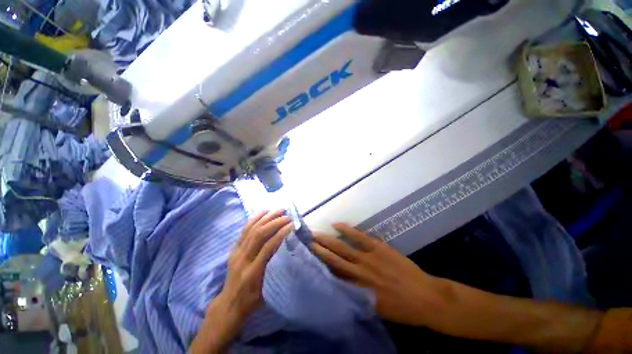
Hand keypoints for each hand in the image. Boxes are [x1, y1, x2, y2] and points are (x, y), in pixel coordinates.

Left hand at [191, 210, 292, 352]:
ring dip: (266, 217)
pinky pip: (244, 230)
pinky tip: (263, 212)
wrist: (228, 305)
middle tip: (287, 216)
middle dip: (274, 222)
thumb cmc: (251, 300)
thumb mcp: (266, 290)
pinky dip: (254, 219)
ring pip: (251, 229)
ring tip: (278, 210)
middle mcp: (242, 259)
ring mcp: (236, 252)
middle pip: (259, 234)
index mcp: (252, 272)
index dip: (281, 234)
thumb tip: (285, 247)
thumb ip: (273, 268)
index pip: (268, 247)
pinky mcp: (234, 248)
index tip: (292, 225)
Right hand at [311, 223, 438, 325]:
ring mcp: (367, 258)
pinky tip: (335, 224)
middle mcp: (357, 273)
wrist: (426, 298)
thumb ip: (355, 294)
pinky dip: (346, 229)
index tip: (306, 259)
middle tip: (305, 242)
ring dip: (326, 240)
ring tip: (314, 234)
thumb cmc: (400, 308)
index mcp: (355, 290)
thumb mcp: (373, 307)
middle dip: (317, 250)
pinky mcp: (377, 247)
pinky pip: (358, 236)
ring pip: (341, 247)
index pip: (331, 276)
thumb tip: (339, 283)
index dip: (318, 266)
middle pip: (332, 259)